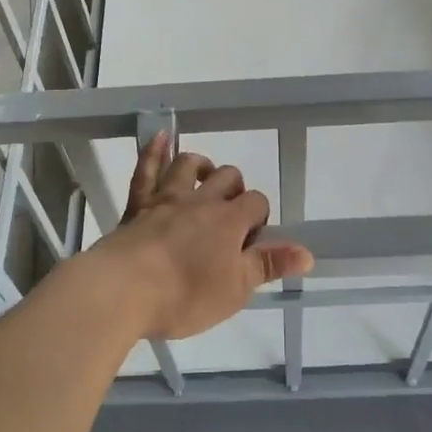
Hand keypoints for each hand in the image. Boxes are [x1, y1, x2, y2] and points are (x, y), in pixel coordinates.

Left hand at [91, 133, 313, 340]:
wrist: (124, 288)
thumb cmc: (184, 294)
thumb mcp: (235, 289)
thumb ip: (269, 265)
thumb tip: (307, 252)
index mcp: (229, 221)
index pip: (256, 203)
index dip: (259, 218)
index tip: (251, 242)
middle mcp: (201, 201)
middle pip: (227, 178)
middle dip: (235, 189)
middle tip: (231, 215)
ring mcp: (167, 198)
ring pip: (188, 165)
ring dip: (201, 164)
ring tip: (206, 175)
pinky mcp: (138, 203)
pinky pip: (146, 168)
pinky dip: (155, 150)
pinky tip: (160, 137)